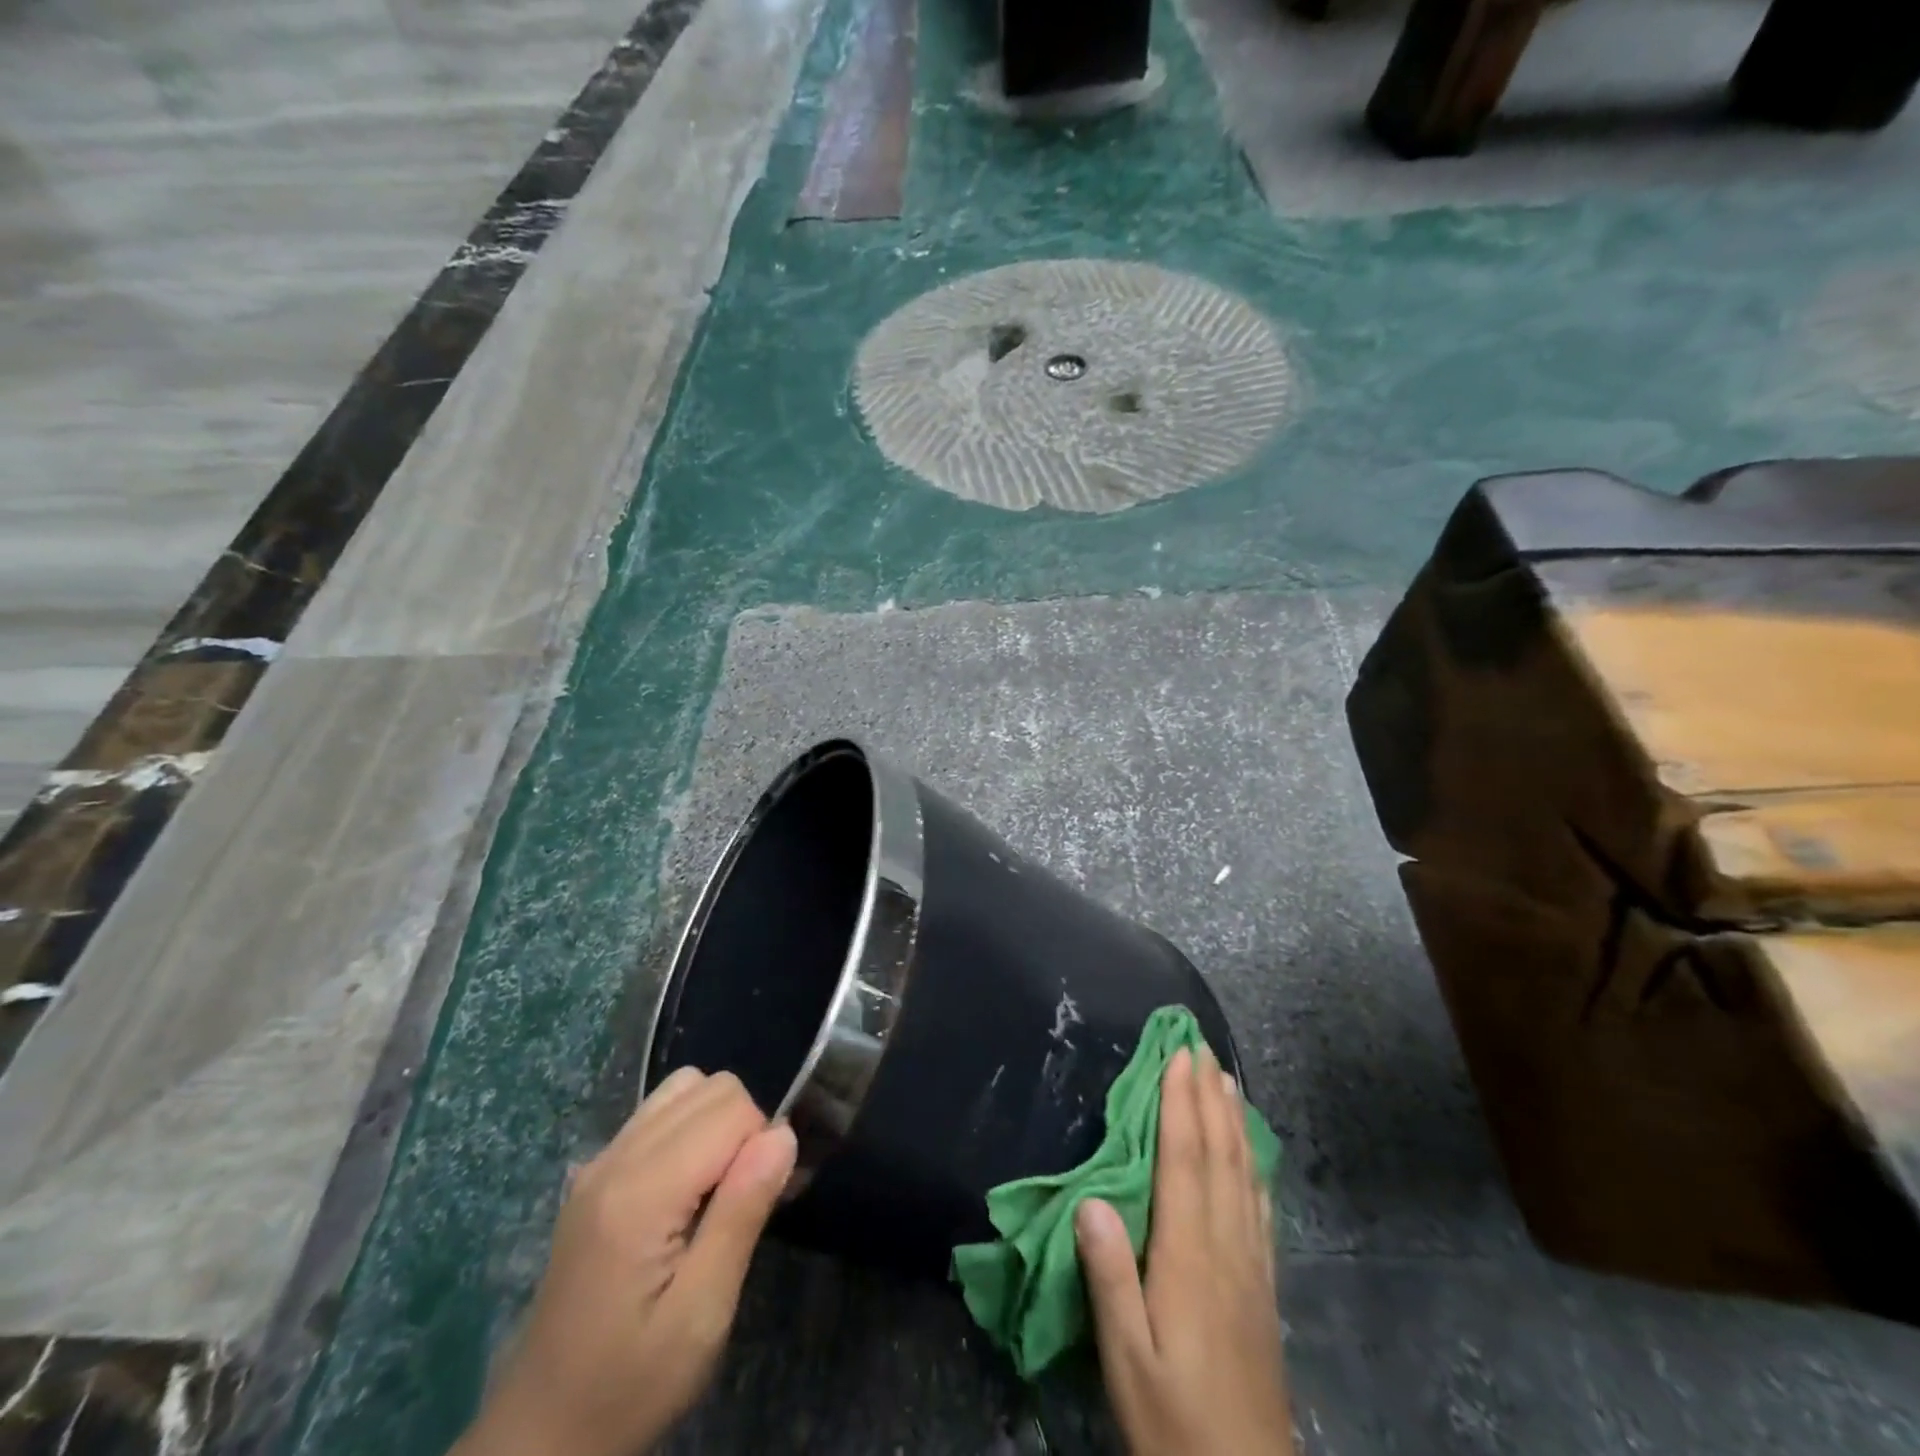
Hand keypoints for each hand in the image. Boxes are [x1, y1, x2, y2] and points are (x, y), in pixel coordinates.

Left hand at [455, 1067, 797, 1455]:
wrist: (542, 1432)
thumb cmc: (630, 1382)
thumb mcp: (702, 1315)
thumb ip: (742, 1213)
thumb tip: (784, 1132)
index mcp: (641, 1192)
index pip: (730, 1108)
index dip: (761, 1144)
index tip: (760, 1203)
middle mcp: (616, 1158)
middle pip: (710, 1086)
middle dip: (743, 1128)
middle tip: (739, 1202)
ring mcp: (599, 1160)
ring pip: (684, 1088)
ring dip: (716, 1123)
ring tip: (715, 1190)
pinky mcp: (593, 1172)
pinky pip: (657, 1113)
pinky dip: (687, 1130)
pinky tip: (683, 1190)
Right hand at [1075, 1046, 1292, 1455]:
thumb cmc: (1175, 1423)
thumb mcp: (1127, 1360)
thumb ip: (1110, 1278)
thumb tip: (1091, 1199)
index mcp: (1189, 1256)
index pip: (1185, 1161)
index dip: (1181, 1104)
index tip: (1177, 1055)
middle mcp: (1226, 1247)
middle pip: (1219, 1154)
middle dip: (1209, 1095)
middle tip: (1200, 1046)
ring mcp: (1251, 1266)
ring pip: (1244, 1173)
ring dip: (1233, 1119)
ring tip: (1227, 1079)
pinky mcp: (1264, 1288)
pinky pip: (1260, 1207)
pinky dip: (1254, 1164)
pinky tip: (1253, 1153)